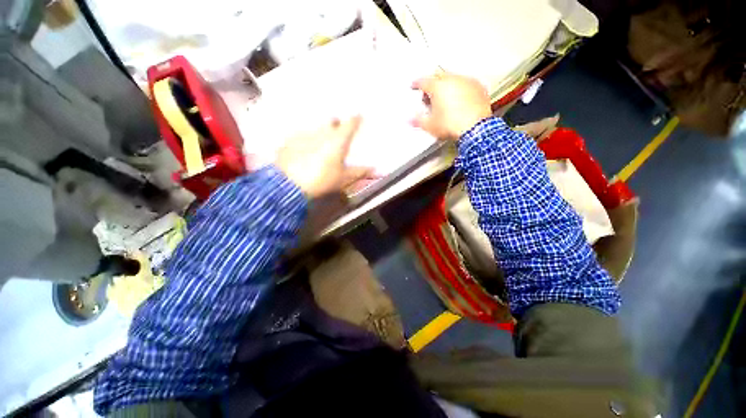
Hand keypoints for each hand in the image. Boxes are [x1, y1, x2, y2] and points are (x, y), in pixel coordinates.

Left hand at [275, 116, 371, 197]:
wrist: (289, 184)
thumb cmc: (322, 180)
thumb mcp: (344, 179)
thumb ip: (360, 172)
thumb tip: (375, 169)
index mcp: (338, 139)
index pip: (351, 123)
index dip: (356, 119)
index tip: (358, 116)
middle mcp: (322, 131)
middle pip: (331, 120)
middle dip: (336, 123)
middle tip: (337, 131)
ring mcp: (304, 134)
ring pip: (316, 128)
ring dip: (320, 132)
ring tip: (320, 144)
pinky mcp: (290, 140)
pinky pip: (301, 136)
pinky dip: (305, 140)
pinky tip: (303, 150)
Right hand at [412, 73, 491, 138]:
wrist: (475, 128)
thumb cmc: (451, 125)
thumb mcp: (430, 126)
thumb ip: (418, 121)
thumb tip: (409, 119)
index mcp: (437, 87)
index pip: (423, 81)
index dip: (416, 84)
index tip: (414, 86)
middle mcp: (452, 79)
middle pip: (438, 76)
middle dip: (432, 83)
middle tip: (429, 95)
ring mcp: (467, 81)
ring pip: (453, 78)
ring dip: (447, 85)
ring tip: (444, 99)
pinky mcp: (479, 87)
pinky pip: (467, 84)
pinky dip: (461, 89)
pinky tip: (460, 100)